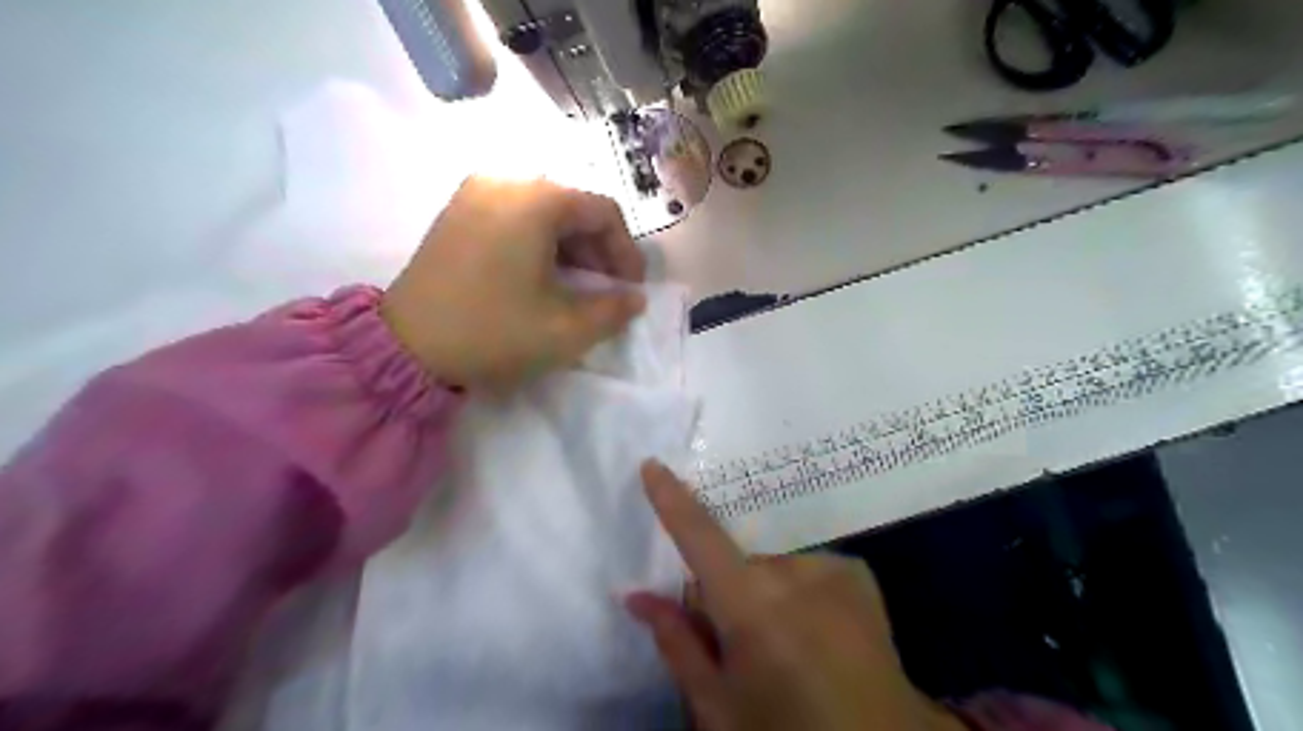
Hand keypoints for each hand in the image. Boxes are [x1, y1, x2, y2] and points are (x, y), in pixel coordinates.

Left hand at [383, 173, 650, 387]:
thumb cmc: (494, 331)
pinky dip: (538, 243)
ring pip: (543, 211)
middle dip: (598, 250)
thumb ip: (613, 311)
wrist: (407, 346)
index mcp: (536, 200)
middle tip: (606, 290)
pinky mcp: (456, 212)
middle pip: (572, 206)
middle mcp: (505, 181)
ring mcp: (474, 193)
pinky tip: (539, 277)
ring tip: (576, 288)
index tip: (631, 288)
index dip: (626, 251)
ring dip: (569, 247)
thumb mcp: (566, 330)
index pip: (603, 211)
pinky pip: (513, 216)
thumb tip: (634, 299)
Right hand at [631, 461, 966, 730]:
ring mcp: (830, 566)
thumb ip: (677, 642)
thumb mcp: (719, 705)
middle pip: (737, 560)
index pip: (700, 537)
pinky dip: (800, 589)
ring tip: (786, 641)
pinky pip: (806, 567)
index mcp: (751, 606)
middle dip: (727, 588)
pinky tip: (817, 627)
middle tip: (737, 638)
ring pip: (772, 565)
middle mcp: (791, 571)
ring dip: (765, 590)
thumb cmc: (787, 730)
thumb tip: (636, 597)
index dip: (672, 500)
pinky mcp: (855, 571)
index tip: (653, 465)